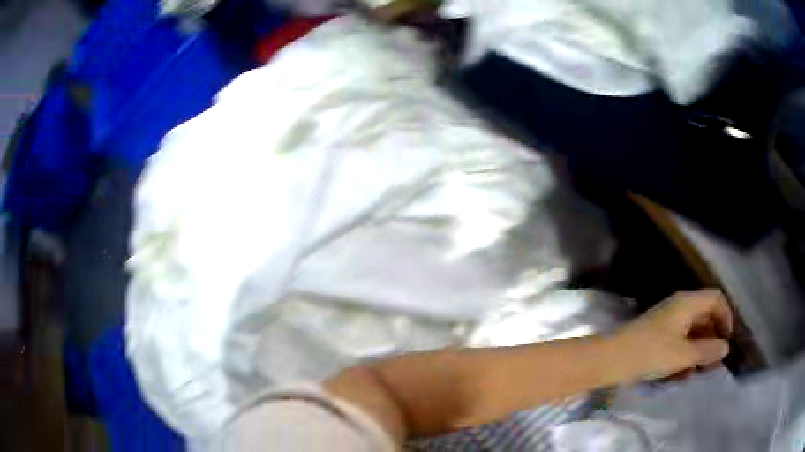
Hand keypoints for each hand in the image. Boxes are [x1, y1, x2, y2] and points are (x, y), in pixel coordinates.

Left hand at [613, 289, 732, 381]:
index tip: (727, 340)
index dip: (726, 317)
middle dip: (713, 338)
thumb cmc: (652, 353)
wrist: (612, 359)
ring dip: (699, 349)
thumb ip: (707, 350)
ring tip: (699, 371)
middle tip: (715, 361)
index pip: (716, 299)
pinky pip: (679, 340)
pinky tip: (683, 374)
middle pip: (706, 315)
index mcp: (688, 302)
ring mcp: (668, 319)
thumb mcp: (684, 354)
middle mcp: (680, 306)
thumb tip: (726, 347)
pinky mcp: (658, 334)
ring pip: (693, 330)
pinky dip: (685, 354)